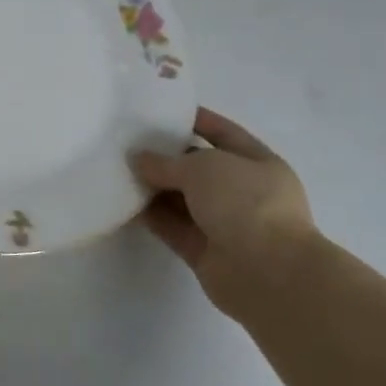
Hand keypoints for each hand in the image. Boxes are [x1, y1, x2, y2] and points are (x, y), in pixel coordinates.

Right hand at [132, 107, 317, 316]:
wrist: (268, 273)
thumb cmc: (246, 204)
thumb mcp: (203, 167)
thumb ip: (166, 162)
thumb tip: (139, 160)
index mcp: (258, 163)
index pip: (223, 133)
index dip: (195, 120)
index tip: (159, 111)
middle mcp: (243, 192)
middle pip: (198, 168)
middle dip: (166, 156)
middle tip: (127, 142)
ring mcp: (225, 223)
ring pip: (182, 199)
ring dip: (154, 187)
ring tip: (117, 170)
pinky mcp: (204, 250)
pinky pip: (172, 226)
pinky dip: (151, 216)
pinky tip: (123, 202)